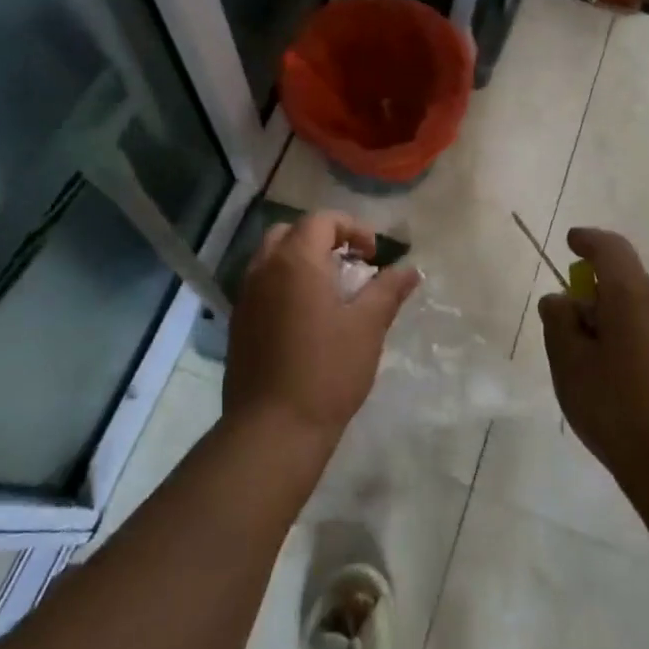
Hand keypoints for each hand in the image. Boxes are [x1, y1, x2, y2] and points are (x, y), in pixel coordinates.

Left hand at [223, 211, 419, 453]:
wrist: (273, 427)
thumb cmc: (327, 370)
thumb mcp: (368, 327)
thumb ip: (388, 290)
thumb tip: (410, 269)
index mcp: (296, 260)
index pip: (322, 220)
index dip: (352, 228)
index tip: (373, 255)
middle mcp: (264, 268)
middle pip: (291, 231)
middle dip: (323, 238)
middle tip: (349, 264)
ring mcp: (246, 295)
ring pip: (272, 256)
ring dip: (301, 259)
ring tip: (330, 289)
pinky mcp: (238, 321)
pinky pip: (261, 283)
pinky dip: (284, 282)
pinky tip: (306, 315)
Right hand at [537, 228, 648, 502]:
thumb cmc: (618, 409)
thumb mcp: (570, 364)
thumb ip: (559, 322)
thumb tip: (562, 299)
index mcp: (634, 295)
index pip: (611, 249)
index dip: (588, 241)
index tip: (571, 242)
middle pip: (624, 281)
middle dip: (594, 294)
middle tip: (568, 329)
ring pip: (639, 308)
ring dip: (613, 319)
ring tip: (590, 363)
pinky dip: (632, 338)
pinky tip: (619, 380)